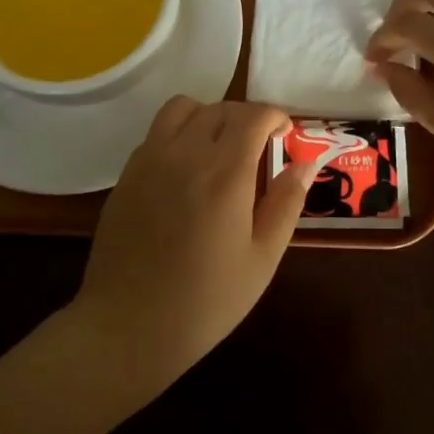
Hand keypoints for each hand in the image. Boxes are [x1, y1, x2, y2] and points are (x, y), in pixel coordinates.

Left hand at [73, 97, 320, 390]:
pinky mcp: (126, 175)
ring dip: (208, 116)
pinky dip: (178, 134)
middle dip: (246, 117)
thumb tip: (306, 164)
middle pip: (219, 108)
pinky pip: (156, 133)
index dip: (275, 116)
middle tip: (260, 145)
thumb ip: (286, 204)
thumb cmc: (206, 301)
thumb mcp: (261, 259)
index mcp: (225, 174)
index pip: (253, 116)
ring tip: (219, 147)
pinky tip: (186, 170)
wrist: (129, 325)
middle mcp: (185, 155)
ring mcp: (150, 161)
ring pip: (181, 108)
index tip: (285, 133)